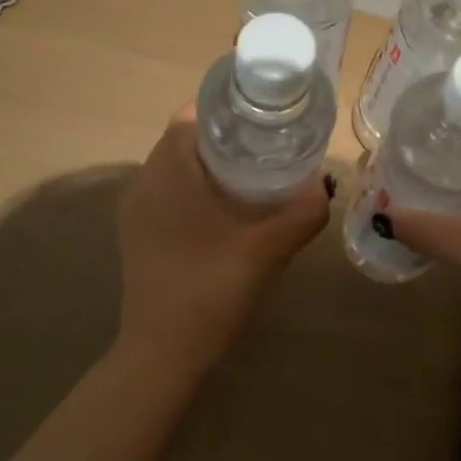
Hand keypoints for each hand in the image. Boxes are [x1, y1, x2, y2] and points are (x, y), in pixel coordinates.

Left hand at [116, 107, 330, 373]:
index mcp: (167, 172)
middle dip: (226, 134)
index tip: (265, 113)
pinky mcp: (138, 234)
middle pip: (185, 139)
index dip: (228, 106)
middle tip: (271, 142)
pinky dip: (197, 187)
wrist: (162, 354)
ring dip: (212, 162)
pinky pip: (169, 192)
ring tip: (256, 171)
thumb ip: (303, 212)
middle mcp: (143, 182)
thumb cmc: (209, 291)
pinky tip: (229, 210)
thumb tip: (325, 184)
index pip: (191, 115)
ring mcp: (136, 210)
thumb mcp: (267, 250)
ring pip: (176, 166)